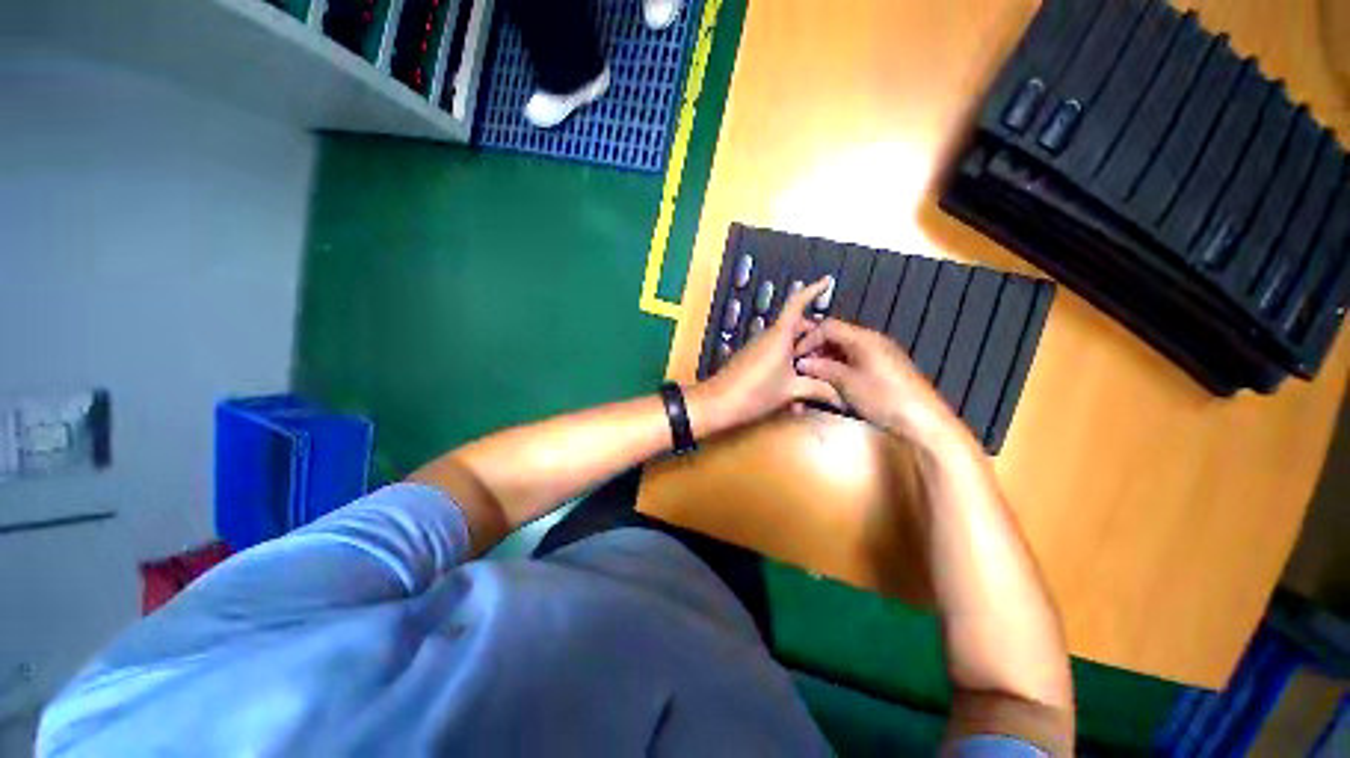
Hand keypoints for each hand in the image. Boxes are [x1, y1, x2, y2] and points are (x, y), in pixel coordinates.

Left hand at [689, 278, 842, 433]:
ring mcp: (758, 348)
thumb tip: (841, 398)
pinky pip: (775, 356)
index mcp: (780, 335)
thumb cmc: (755, 391)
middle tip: (833, 352)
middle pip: (796, 327)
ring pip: (787, 345)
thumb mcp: (790, 391)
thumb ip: (817, 390)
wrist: (717, 403)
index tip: (827, 280)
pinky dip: (788, 368)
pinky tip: (796, 395)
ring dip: (802, 357)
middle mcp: (769, 337)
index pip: (797, 304)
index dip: (813, 290)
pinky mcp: (752, 359)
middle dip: (815, 337)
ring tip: (818, 377)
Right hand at [793, 318, 965, 444]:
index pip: (828, 326)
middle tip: (802, 366)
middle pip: (837, 335)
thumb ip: (823, 369)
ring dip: (827, 358)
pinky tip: (833, 381)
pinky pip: (856, 359)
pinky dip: (840, 366)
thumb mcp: (847, 383)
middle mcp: (872, 340)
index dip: (808, 339)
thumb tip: (803, 363)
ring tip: (815, 375)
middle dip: (816, 349)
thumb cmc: (885, 398)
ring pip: (845, 348)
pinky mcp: (885, 367)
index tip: (795, 356)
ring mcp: (880, 353)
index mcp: (863, 338)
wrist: (923, 420)